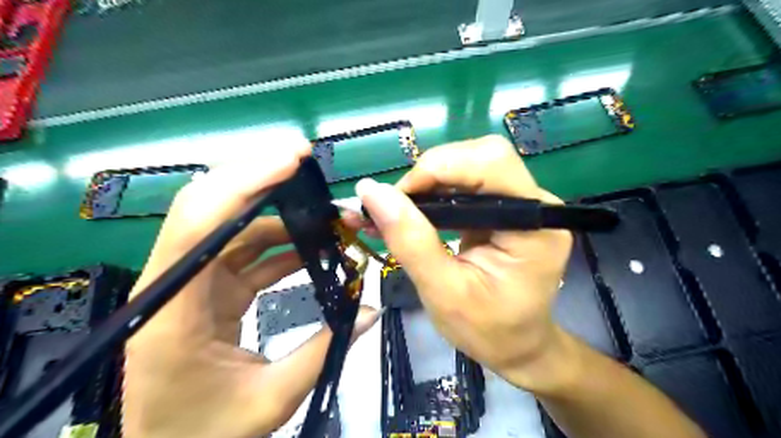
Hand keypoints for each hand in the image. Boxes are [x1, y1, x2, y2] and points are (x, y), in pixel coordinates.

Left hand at [123, 143, 379, 437]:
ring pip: (233, 227)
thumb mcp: (269, 400)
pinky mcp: (208, 290)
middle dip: (259, 179)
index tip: (291, 160)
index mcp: (174, 308)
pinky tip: (311, 245)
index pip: (200, 222)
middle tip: (307, 165)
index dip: (244, 182)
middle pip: (210, 207)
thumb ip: (323, 351)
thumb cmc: (203, 434)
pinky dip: (280, 244)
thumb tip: (371, 311)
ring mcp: (191, 283)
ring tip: (326, 215)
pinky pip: (245, 252)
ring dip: (281, 215)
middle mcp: (174, 283)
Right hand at [347, 136, 578, 394]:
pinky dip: (433, 192)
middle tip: (395, 207)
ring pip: (470, 165)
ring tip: (395, 210)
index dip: (437, 169)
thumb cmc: (488, 330)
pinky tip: (411, 210)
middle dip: (430, 174)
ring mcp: (521, 204)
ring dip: (427, 182)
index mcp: (534, 227)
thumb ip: (410, 241)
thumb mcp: (443, 293)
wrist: (517, 346)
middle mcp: (535, 205)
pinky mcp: (504, 209)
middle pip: (480, 156)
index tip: (395, 199)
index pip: (491, 164)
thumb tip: (371, 193)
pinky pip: (466, 184)